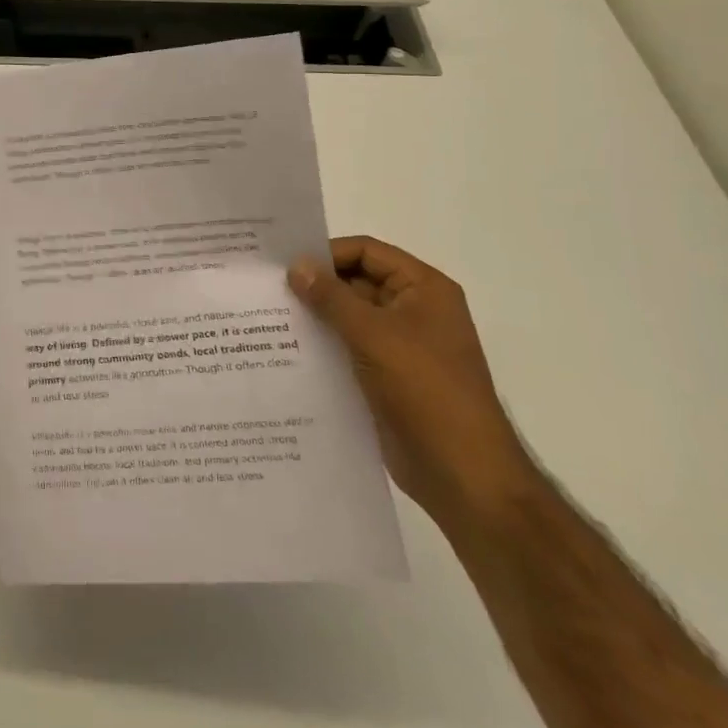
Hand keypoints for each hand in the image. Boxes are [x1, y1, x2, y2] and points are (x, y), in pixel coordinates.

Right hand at [289, 237, 534, 530]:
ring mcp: (399, 346)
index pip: (366, 252)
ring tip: (266, 319)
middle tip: (265, 290)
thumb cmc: (426, 391)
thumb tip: (295, 266)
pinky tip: (284, 351)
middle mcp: (413, 311)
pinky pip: (347, 348)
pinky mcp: (385, 377)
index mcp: (423, 290)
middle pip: (355, 282)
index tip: (283, 266)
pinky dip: (321, 346)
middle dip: (314, 286)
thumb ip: (331, 297)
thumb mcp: (374, 335)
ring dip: (314, 317)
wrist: (462, 475)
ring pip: (347, 317)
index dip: (326, 254)